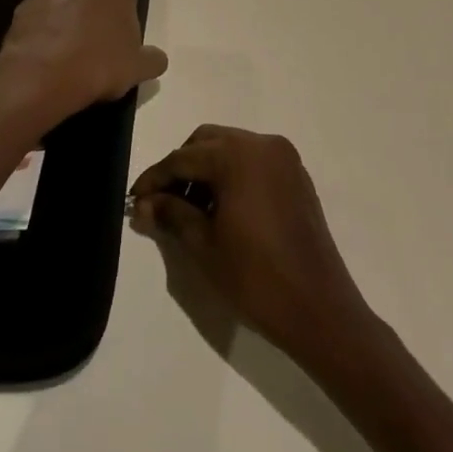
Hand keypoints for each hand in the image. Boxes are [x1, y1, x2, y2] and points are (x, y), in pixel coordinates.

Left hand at [0, 0, 167, 124]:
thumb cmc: (99, 64)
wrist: (40, 77)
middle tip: (95, 49)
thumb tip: (155, 59)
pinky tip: (47, 58)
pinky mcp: (20, 5)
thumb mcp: (139, 67)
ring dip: (66, 20)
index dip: (123, 23)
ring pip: (63, 2)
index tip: (119, 47)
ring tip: (67, 56)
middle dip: (93, 14)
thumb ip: (152, 58)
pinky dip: (44, 31)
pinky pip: (40, 17)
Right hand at [130, 125, 372, 368]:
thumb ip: (171, 214)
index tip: (133, 200)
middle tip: (162, 203)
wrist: (319, 309)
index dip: (154, 179)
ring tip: (189, 209)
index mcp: (237, 156)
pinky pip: (254, 161)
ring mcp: (284, 158)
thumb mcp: (203, 246)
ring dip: (206, 170)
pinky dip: (232, 174)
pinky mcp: (297, 176)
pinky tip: (222, 208)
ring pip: (231, 148)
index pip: (182, 158)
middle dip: (181, 168)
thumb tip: (142, 204)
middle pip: (207, 142)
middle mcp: (262, 145)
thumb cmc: (255, 278)